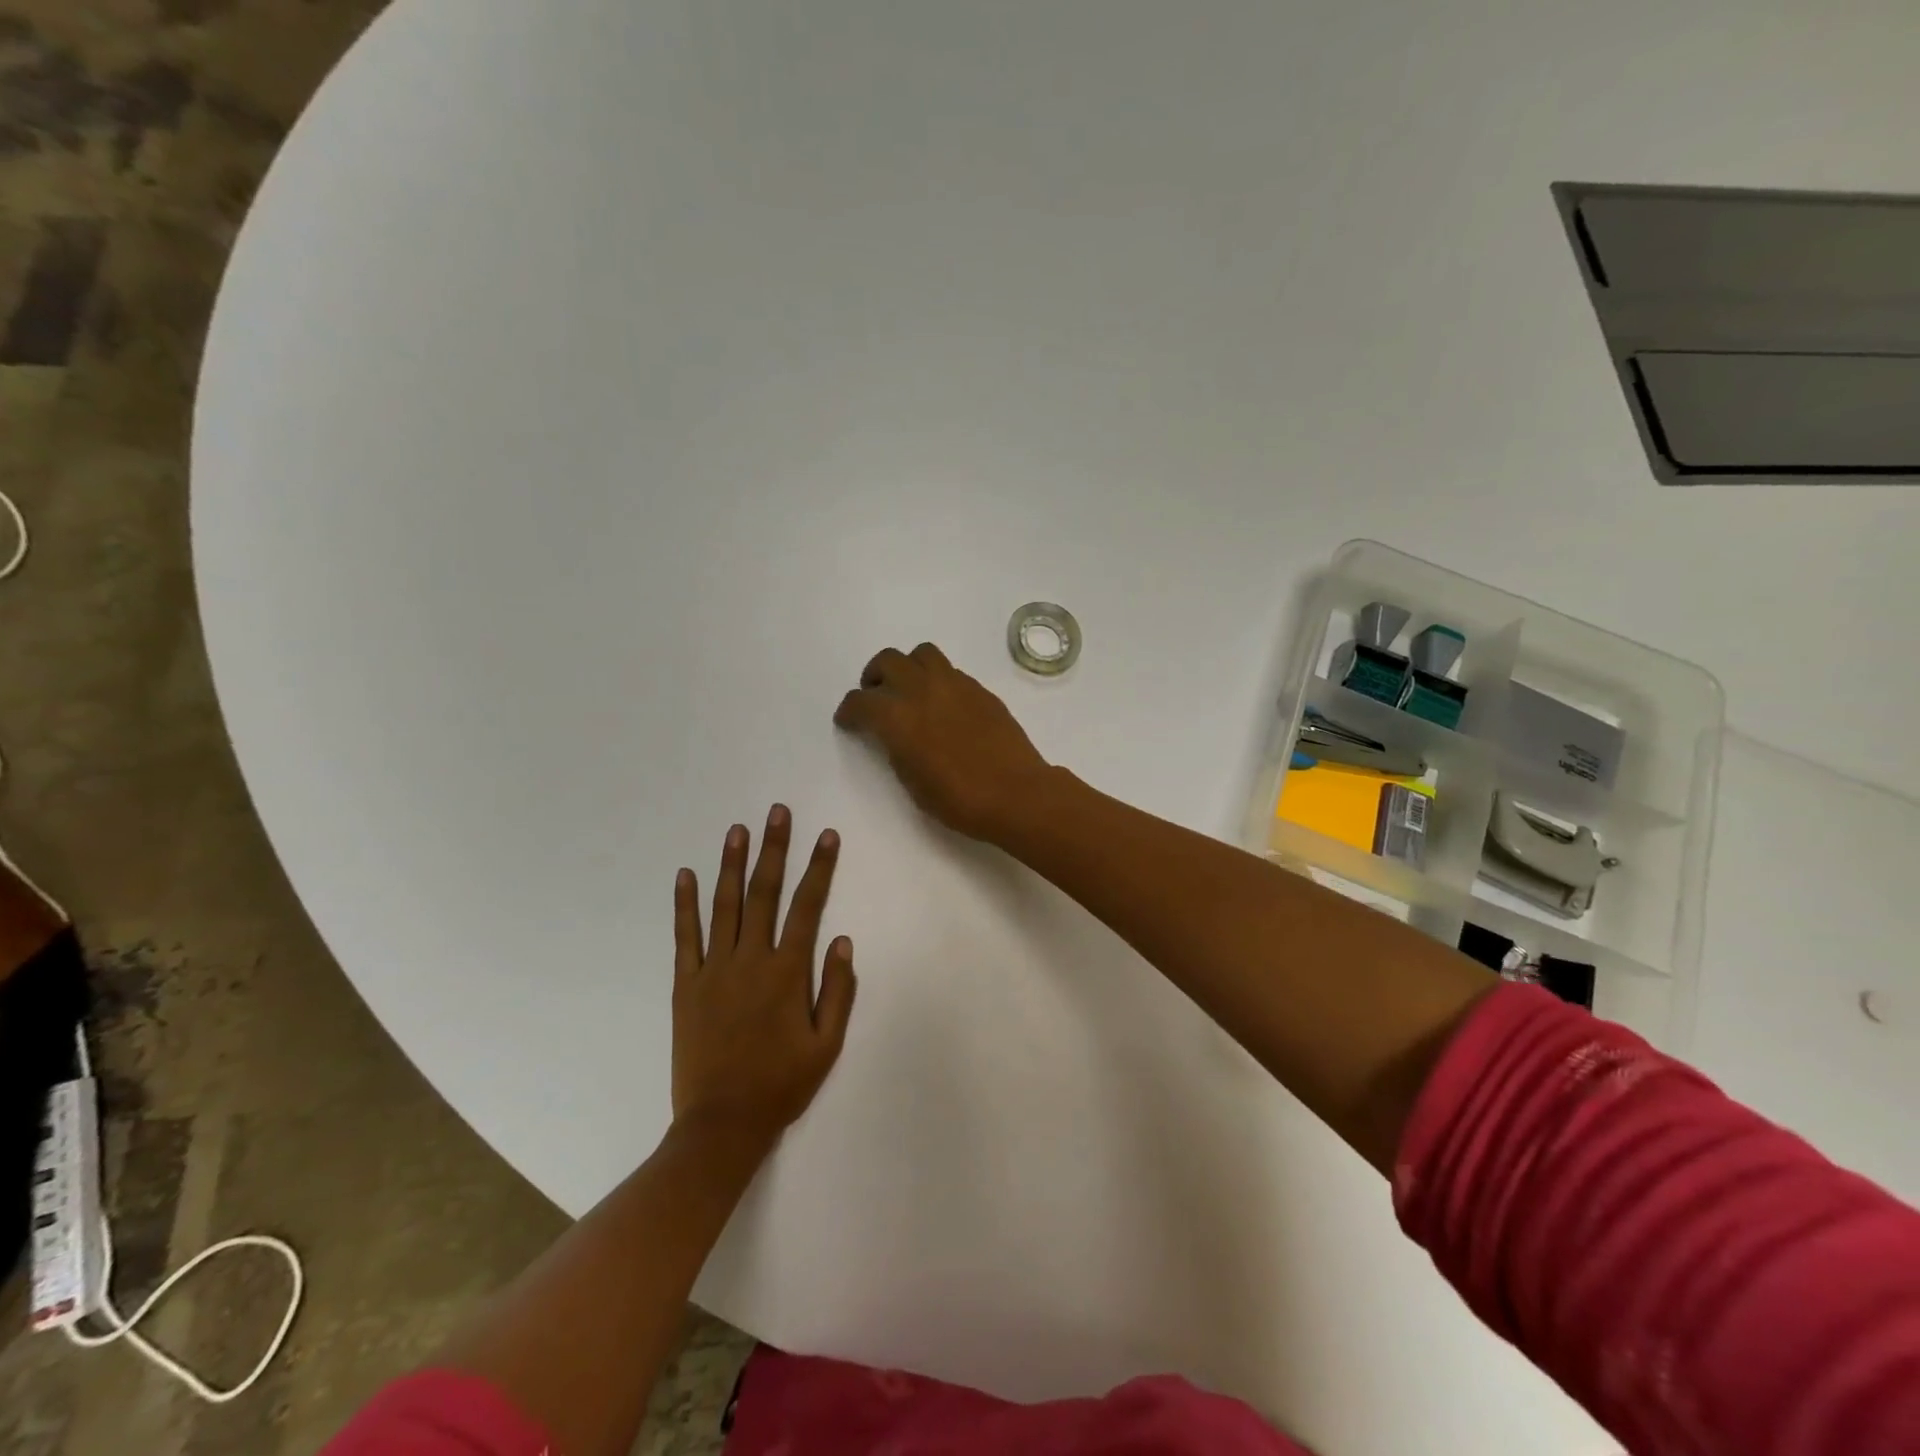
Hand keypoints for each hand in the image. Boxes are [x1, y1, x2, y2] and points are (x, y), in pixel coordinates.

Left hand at [671, 805, 856, 1147]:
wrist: (722, 1124)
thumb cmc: (781, 1084)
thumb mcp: (826, 1044)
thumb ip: (837, 989)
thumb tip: (841, 939)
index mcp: (787, 972)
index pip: (808, 906)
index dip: (819, 867)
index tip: (826, 835)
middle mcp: (750, 959)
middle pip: (764, 893)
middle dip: (774, 849)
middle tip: (777, 812)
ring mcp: (713, 970)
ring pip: (724, 905)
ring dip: (731, 864)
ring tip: (737, 829)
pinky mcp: (685, 985)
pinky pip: (685, 937)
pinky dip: (685, 905)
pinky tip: (686, 875)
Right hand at [833, 643, 1051, 841]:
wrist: (1016, 794)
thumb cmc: (958, 800)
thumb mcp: (912, 782)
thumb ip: (896, 749)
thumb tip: (895, 735)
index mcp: (897, 717)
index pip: (860, 702)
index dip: (848, 712)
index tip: (848, 721)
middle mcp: (921, 690)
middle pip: (887, 661)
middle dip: (874, 677)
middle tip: (876, 697)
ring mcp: (954, 684)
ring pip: (921, 654)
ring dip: (907, 667)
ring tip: (910, 690)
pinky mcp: (979, 689)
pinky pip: (949, 670)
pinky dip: (936, 680)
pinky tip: (943, 704)